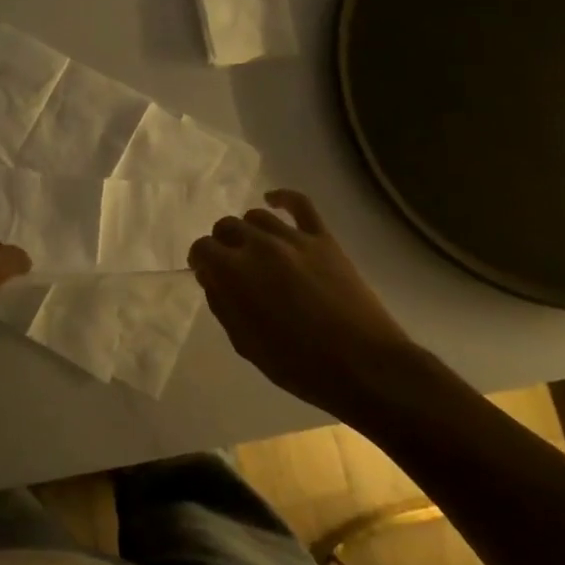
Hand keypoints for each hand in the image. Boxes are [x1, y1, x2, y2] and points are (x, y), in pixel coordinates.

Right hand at [188, 190, 420, 414]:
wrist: (365, 366)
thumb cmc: (299, 365)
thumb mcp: (246, 344)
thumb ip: (223, 305)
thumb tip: (211, 278)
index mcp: (235, 273)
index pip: (203, 248)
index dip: (199, 260)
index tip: (205, 273)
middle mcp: (260, 246)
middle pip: (227, 227)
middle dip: (221, 244)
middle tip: (229, 265)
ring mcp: (294, 239)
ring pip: (257, 216)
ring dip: (248, 230)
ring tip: (254, 248)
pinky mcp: (324, 239)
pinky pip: (301, 204)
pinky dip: (283, 198)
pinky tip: (273, 201)